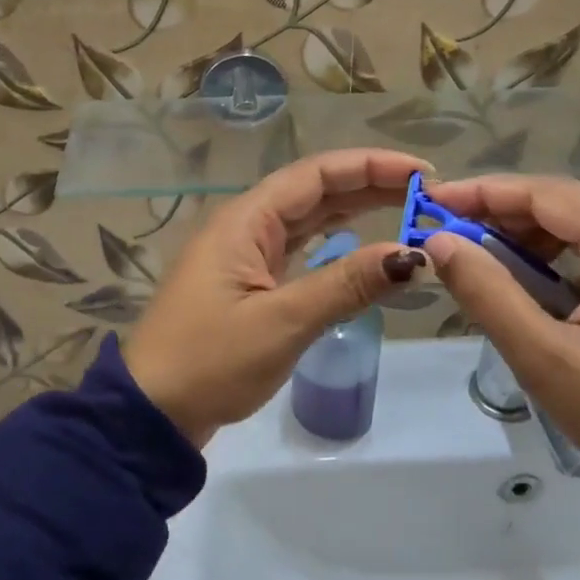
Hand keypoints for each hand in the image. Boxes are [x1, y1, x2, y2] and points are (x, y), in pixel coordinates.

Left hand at [125, 150, 430, 447]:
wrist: (152, 413)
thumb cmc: (211, 361)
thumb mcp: (283, 321)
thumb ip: (348, 283)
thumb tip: (414, 255)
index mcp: (246, 220)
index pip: (316, 174)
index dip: (370, 166)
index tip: (421, 174)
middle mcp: (245, 225)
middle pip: (314, 190)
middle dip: (369, 185)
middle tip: (426, 195)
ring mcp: (245, 253)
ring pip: (308, 218)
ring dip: (354, 210)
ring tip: (406, 209)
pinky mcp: (248, 281)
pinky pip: (299, 247)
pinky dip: (333, 242)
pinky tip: (361, 242)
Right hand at [421, 176, 579, 539]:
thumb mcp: (547, 361)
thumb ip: (489, 294)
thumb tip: (439, 242)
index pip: (547, 193)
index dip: (483, 192)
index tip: (431, 200)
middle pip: (567, 200)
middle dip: (502, 210)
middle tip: (448, 229)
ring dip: (530, 231)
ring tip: (480, 253)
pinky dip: (560, 251)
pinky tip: (533, 275)